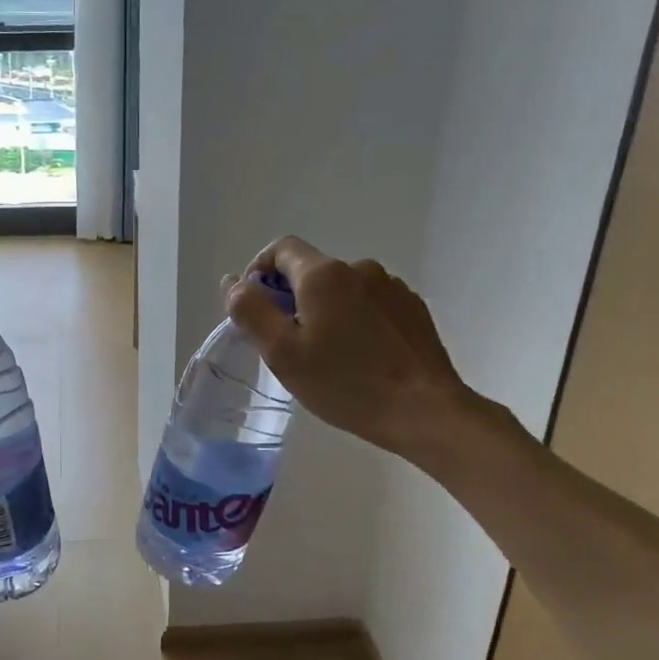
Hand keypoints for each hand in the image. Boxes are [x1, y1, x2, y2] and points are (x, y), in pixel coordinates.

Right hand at [225, 236, 482, 467]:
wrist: (424, 410)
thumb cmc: (345, 383)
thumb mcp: (282, 353)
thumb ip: (251, 311)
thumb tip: (234, 282)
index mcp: (323, 275)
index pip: (280, 249)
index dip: (259, 271)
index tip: (256, 308)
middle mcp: (359, 269)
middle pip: (311, 271)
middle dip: (292, 299)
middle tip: (289, 345)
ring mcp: (391, 287)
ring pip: (342, 290)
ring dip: (326, 311)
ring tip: (328, 355)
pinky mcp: (412, 309)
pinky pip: (370, 304)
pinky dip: (356, 320)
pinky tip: (361, 357)